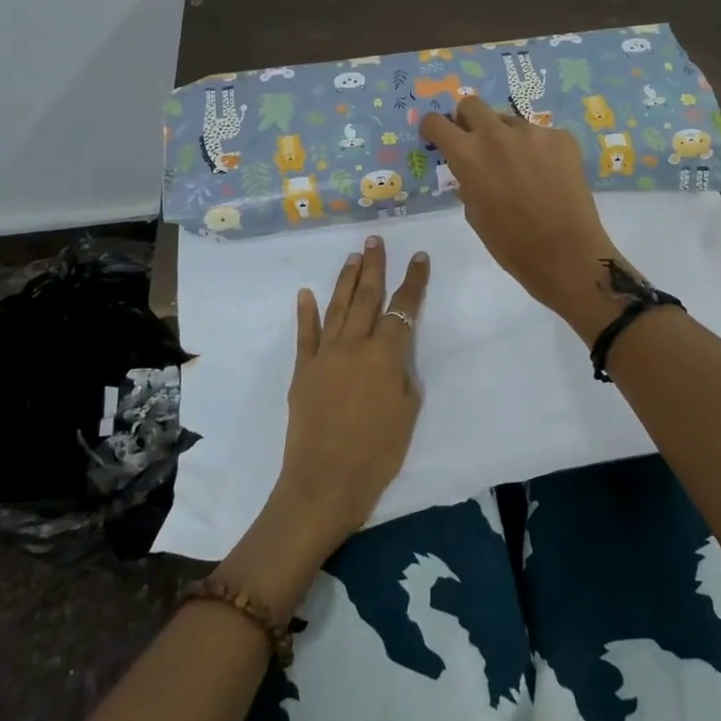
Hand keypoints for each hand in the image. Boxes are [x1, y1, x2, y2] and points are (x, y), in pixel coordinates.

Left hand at [270, 235, 430, 556]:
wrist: (324, 481)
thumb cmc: (377, 453)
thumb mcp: (407, 413)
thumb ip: (402, 376)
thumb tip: (392, 358)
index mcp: (386, 355)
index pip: (404, 308)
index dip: (414, 281)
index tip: (418, 257)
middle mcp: (354, 345)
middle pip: (367, 297)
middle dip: (374, 266)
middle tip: (375, 240)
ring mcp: (324, 355)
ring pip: (337, 307)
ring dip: (346, 280)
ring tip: (353, 257)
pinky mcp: (302, 370)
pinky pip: (305, 335)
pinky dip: (305, 312)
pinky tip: (305, 293)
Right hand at [419, 97, 629, 334]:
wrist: (565, 253)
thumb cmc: (511, 243)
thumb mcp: (475, 213)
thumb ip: (467, 182)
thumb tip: (470, 170)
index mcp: (468, 155)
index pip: (437, 122)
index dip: (433, 128)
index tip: (437, 135)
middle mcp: (497, 134)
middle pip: (472, 104)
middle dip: (467, 119)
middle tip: (475, 141)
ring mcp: (533, 132)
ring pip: (509, 121)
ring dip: (506, 137)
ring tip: (520, 167)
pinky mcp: (562, 137)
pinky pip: (541, 135)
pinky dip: (538, 149)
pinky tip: (548, 175)